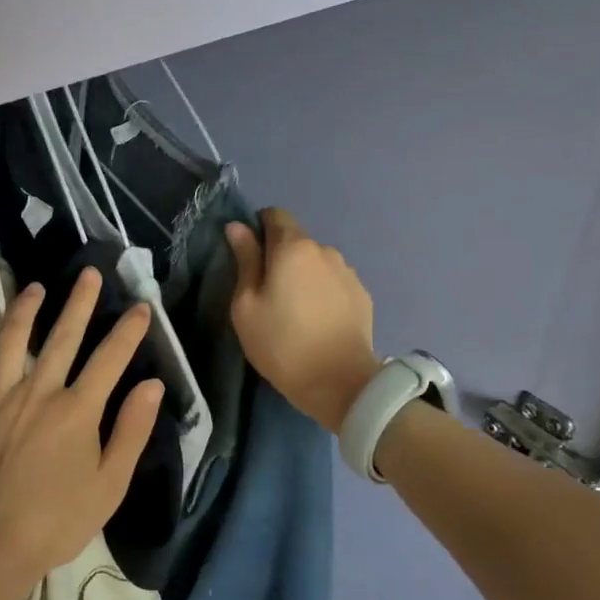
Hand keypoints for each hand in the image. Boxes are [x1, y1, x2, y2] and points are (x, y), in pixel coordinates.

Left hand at [0, 269, 164, 599]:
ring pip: (10, 340)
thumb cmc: (58, 522)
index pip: (110, 358)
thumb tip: (152, 384)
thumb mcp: (110, 484)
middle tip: (90, 272)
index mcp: (77, 409)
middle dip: (80, 302)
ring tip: (34, 287)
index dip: (129, 330)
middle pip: (63, 336)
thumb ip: (132, 430)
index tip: (141, 306)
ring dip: (24, 309)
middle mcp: (38, 391)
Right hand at [225, 209, 382, 431]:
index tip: (249, 256)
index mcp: (293, 247)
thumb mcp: (247, 305)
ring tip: (296, 310)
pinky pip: (334, 282)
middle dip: (280, 256)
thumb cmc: (282, 343)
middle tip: (268, 292)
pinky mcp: (362, 295)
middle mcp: (325, 250)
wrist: (340, 383)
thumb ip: (245, 260)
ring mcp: (348, 272)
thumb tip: (237, 227)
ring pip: (317, 262)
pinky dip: (323, 292)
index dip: (259, 228)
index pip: (275, 215)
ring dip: (304, 275)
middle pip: (296, 240)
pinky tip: (318, 320)